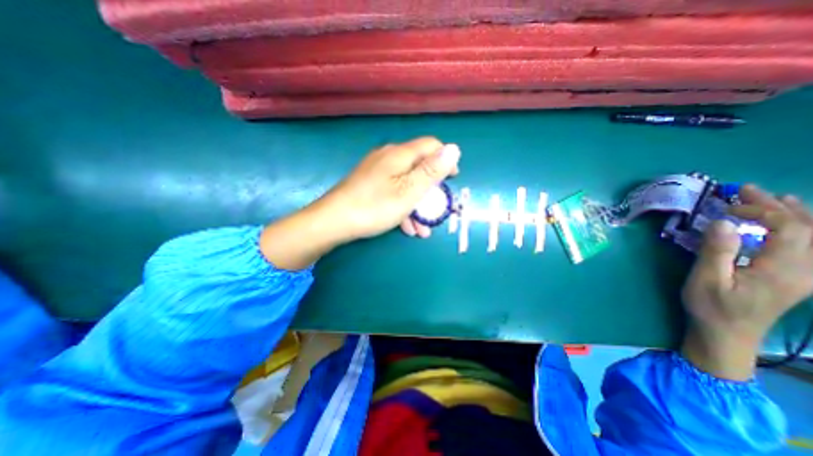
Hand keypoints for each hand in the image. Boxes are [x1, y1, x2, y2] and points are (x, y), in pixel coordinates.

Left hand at [319, 136, 459, 239]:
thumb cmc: (375, 206)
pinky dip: (402, 207)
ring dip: (417, 205)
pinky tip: (406, 227)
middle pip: (418, 167)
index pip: (431, 146)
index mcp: (400, 154)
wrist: (333, 221)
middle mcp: (388, 157)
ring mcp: (376, 171)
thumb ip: (432, 170)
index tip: (452, 180)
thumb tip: (454, 149)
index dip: (445, 160)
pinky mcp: (368, 184)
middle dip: (431, 190)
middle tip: (437, 210)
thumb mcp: (409, 191)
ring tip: (423, 228)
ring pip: (405, 183)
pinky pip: (392, 191)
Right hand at [681, 183, 812, 378]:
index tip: (729, 206)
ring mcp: (807, 275)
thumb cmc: (711, 307)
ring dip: (796, 214)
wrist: (727, 334)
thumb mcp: (706, 279)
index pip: (792, 229)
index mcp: (783, 270)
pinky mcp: (798, 277)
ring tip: (773, 199)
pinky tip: (787, 224)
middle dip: (780, 206)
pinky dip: (802, 229)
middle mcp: (807, 270)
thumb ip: (716, 251)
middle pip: (810, 229)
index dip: (764, 211)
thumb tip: (724, 222)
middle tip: (748, 191)